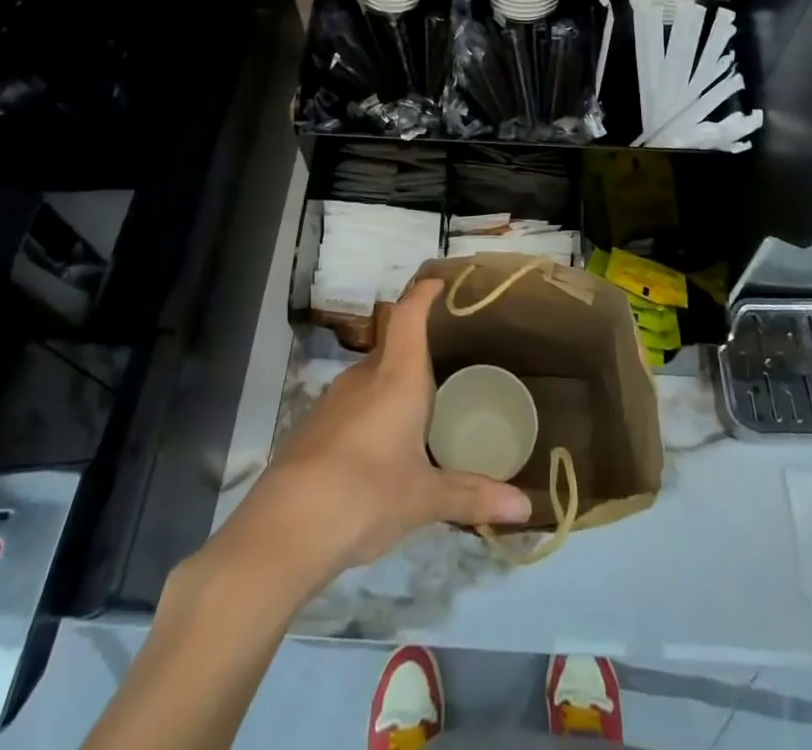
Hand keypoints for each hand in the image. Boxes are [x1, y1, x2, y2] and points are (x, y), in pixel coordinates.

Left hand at [236, 278, 533, 577]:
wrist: (284, 528)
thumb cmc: (367, 494)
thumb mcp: (424, 498)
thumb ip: (473, 495)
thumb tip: (526, 507)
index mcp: (397, 377)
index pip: (409, 315)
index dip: (424, 293)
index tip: (440, 283)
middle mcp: (363, 377)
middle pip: (393, 348)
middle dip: (417, 354)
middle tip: (448, 368)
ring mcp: (332, 400)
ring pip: (370, 379)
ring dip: (392, 387)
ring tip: (419, 411)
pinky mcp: (311, 427)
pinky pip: (351, 406)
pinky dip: (370, 414)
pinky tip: (380, 449)